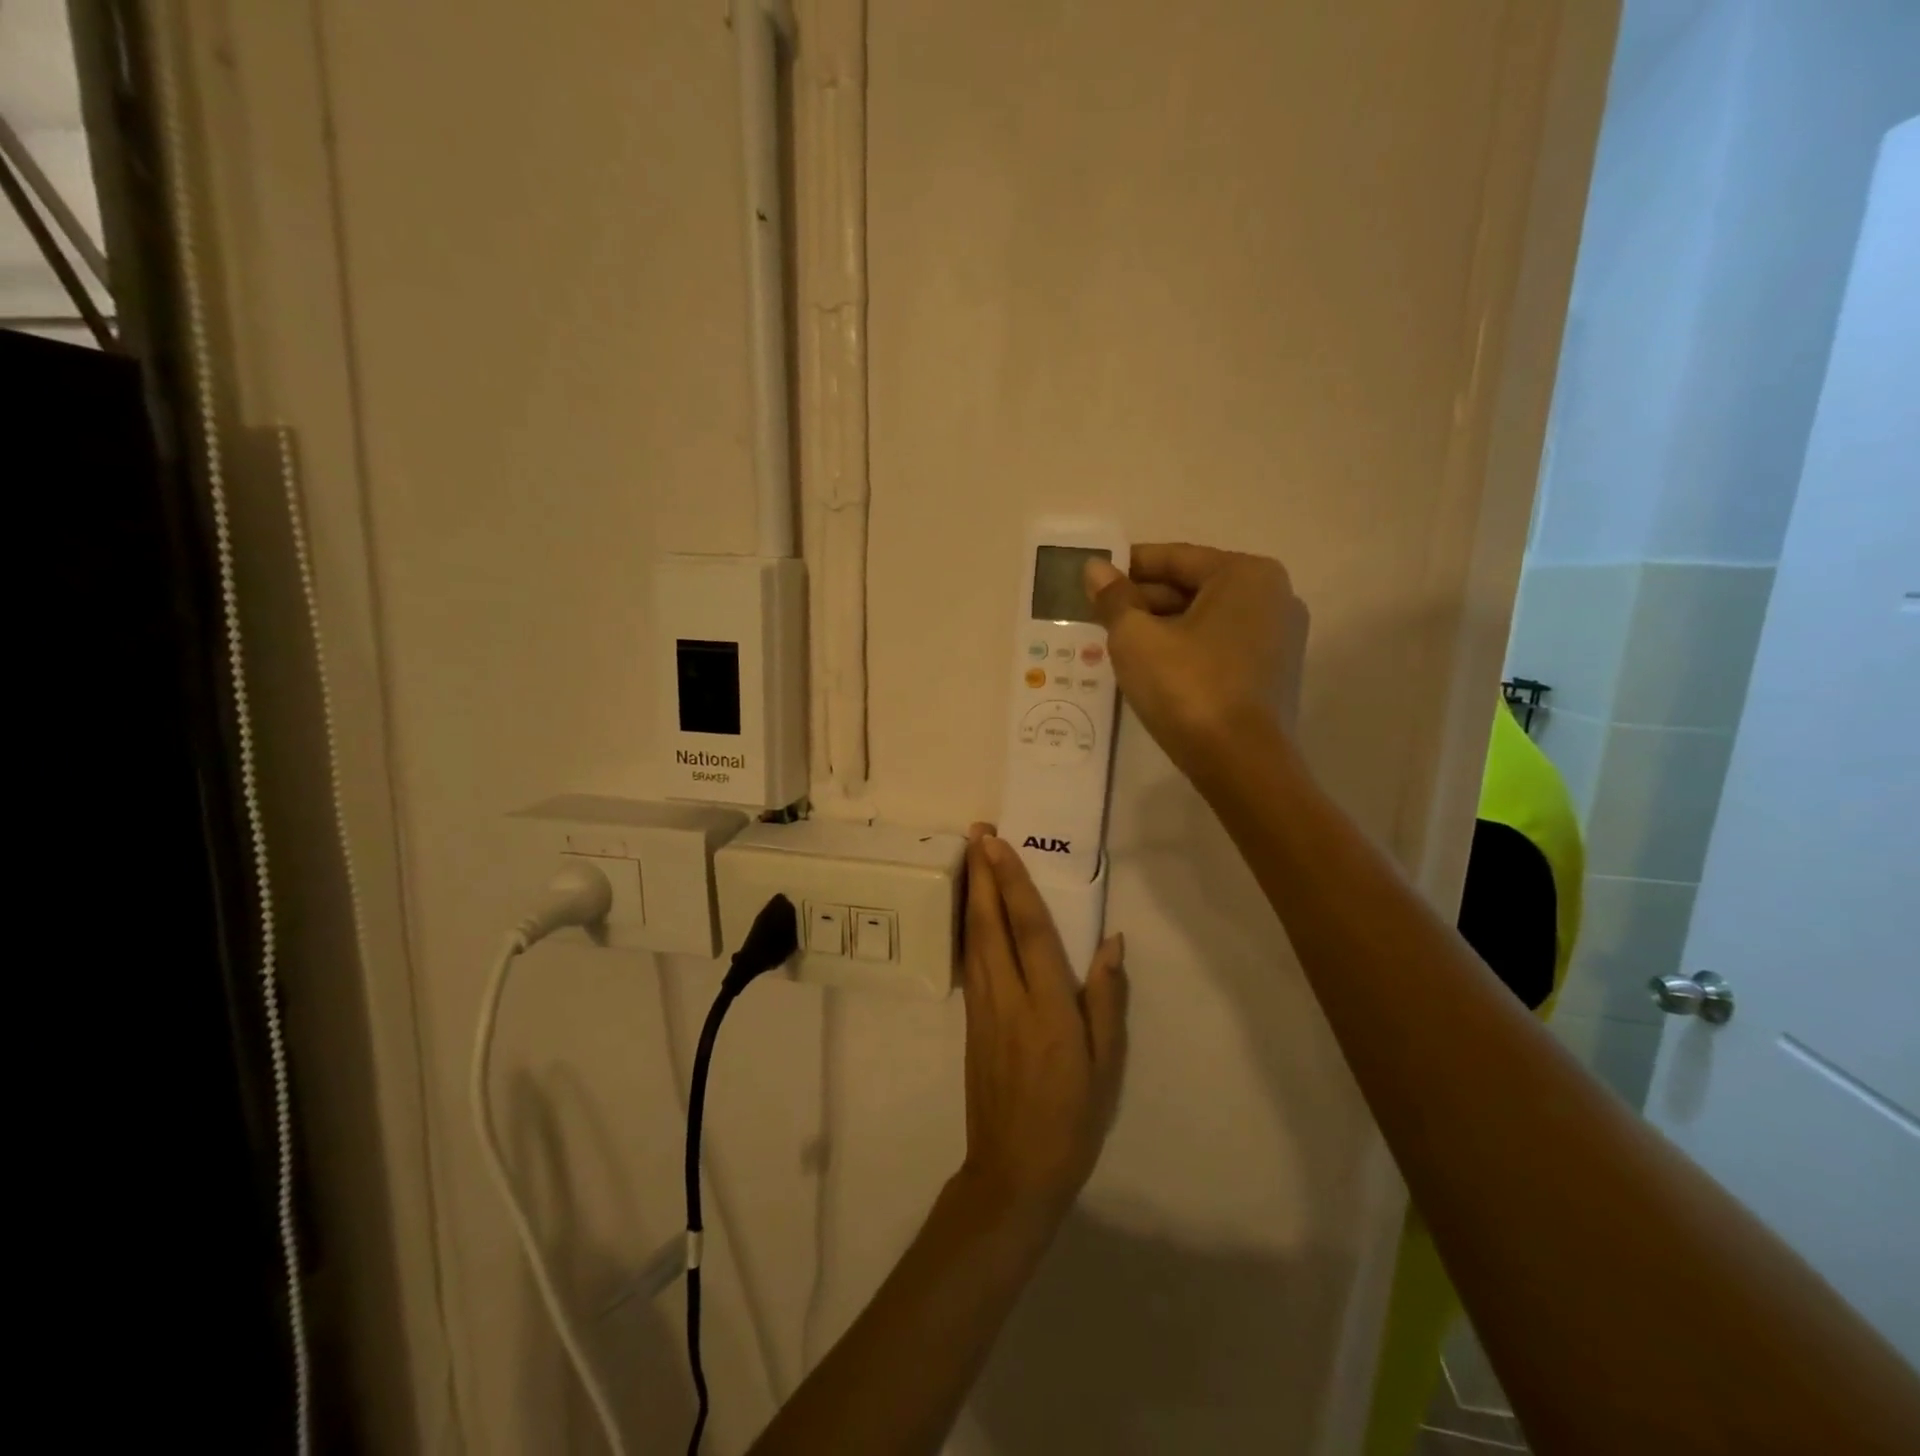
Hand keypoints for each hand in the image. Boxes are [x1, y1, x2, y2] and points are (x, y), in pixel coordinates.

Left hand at [958, 826, 1128, 1221]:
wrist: (1013, 1170)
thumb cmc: (1071, 1119)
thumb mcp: (1106, 1065)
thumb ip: (1107, 1000)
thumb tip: (1112, 943)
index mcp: (1048, 1007)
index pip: (1028, 931)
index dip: (1013, 883)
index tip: (999, 845)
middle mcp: (1008, 998)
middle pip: (989, 924)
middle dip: (982, 874)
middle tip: (976, 832)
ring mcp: (982, 1008)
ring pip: (972, 938)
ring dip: (972, 893)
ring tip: (969, 856)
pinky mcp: (970, 1020)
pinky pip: (968, 960)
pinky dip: (968, 925)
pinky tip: (970, 910)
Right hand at [1085, 543, 1308, 777]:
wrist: (1241, 764)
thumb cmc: (1187, 687)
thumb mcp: (1136, 638)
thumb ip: (1114, 599)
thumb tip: (1094, 569)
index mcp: (1245, 574)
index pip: (1175, 557)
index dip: (1128, 567)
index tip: (1093, 579)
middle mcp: (1273, 596)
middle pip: (1193, 587)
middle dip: (1144, 601)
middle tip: (1098, 616)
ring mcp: (1279, 637)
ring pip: (1205, 619)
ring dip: (1161, 627)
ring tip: (1117, 643)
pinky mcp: (1274, 673)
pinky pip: (1220, 646)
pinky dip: (1186, 649)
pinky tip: (1151, 667)